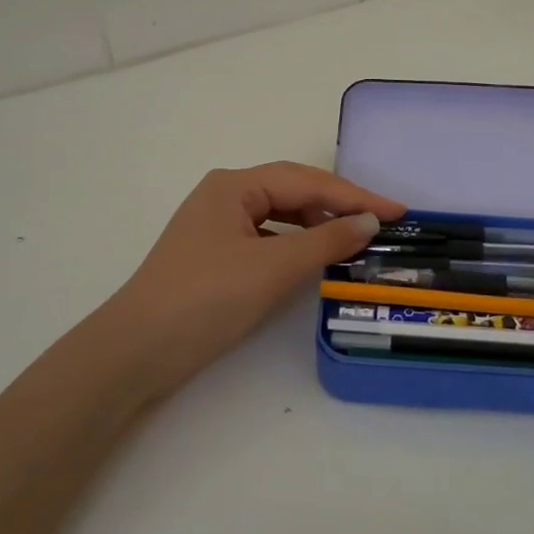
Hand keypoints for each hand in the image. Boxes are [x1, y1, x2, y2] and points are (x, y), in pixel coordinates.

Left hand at [98, 163, 405, 395]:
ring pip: (279, 216)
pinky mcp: (213, 256)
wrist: (136, 351)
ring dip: (316, 226)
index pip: (307, 181)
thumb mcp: (273, 268)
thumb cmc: (206, 298)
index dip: (355, 197)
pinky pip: (266, 239)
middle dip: (338, 206)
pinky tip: (311, 260)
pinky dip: (294, 246)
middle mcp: (224, 196)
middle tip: (381, 224)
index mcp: (234, 186)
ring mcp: (215, 227)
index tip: (398, 211)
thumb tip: (369, 223)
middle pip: (292, 192)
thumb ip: (325, 242)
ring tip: (353, 241)